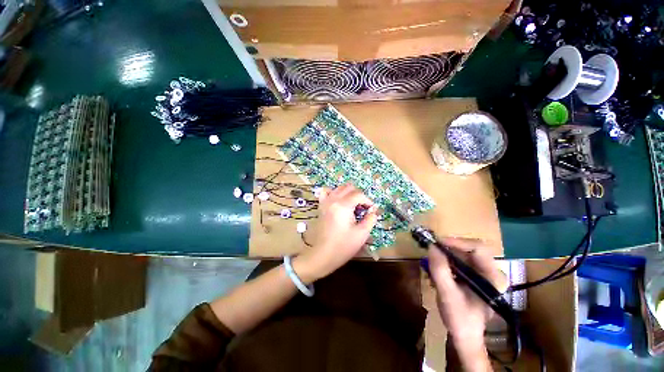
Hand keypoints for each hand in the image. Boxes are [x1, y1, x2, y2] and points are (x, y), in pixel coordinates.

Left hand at [294, 184, 376, 282]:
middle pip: (349, 188)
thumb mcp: (362, 234)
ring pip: (338, 188)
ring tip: (352, 204)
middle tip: (363, 207)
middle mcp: (333, 200)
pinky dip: (333, 192)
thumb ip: (370, 219)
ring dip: (348, 193)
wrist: (323, 255)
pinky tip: (338, 200)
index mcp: (343, 205)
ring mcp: (325, 202)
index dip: (368, 201)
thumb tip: (373, 211)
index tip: (371, 210)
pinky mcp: (321, 207)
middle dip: (358, 195)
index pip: (359, 194)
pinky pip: (326, 192)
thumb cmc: (344, 246)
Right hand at [428, 238, 506, 370]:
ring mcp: (484, 274)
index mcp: (493, 277)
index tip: (437, 243)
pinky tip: (438, 272)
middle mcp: (492, 272)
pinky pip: (460, 262)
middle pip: (469, 250)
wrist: (465, 336)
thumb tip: (432, 246)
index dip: (457, 242)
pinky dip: (447, 263)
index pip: (478, 248)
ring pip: (462, 255)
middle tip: (431, 252)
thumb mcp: (447, 294)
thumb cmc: (460, 318)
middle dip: (448, 250)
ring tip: (432, 265)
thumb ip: (440, 270)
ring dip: (445, 257)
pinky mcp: (475, 277)